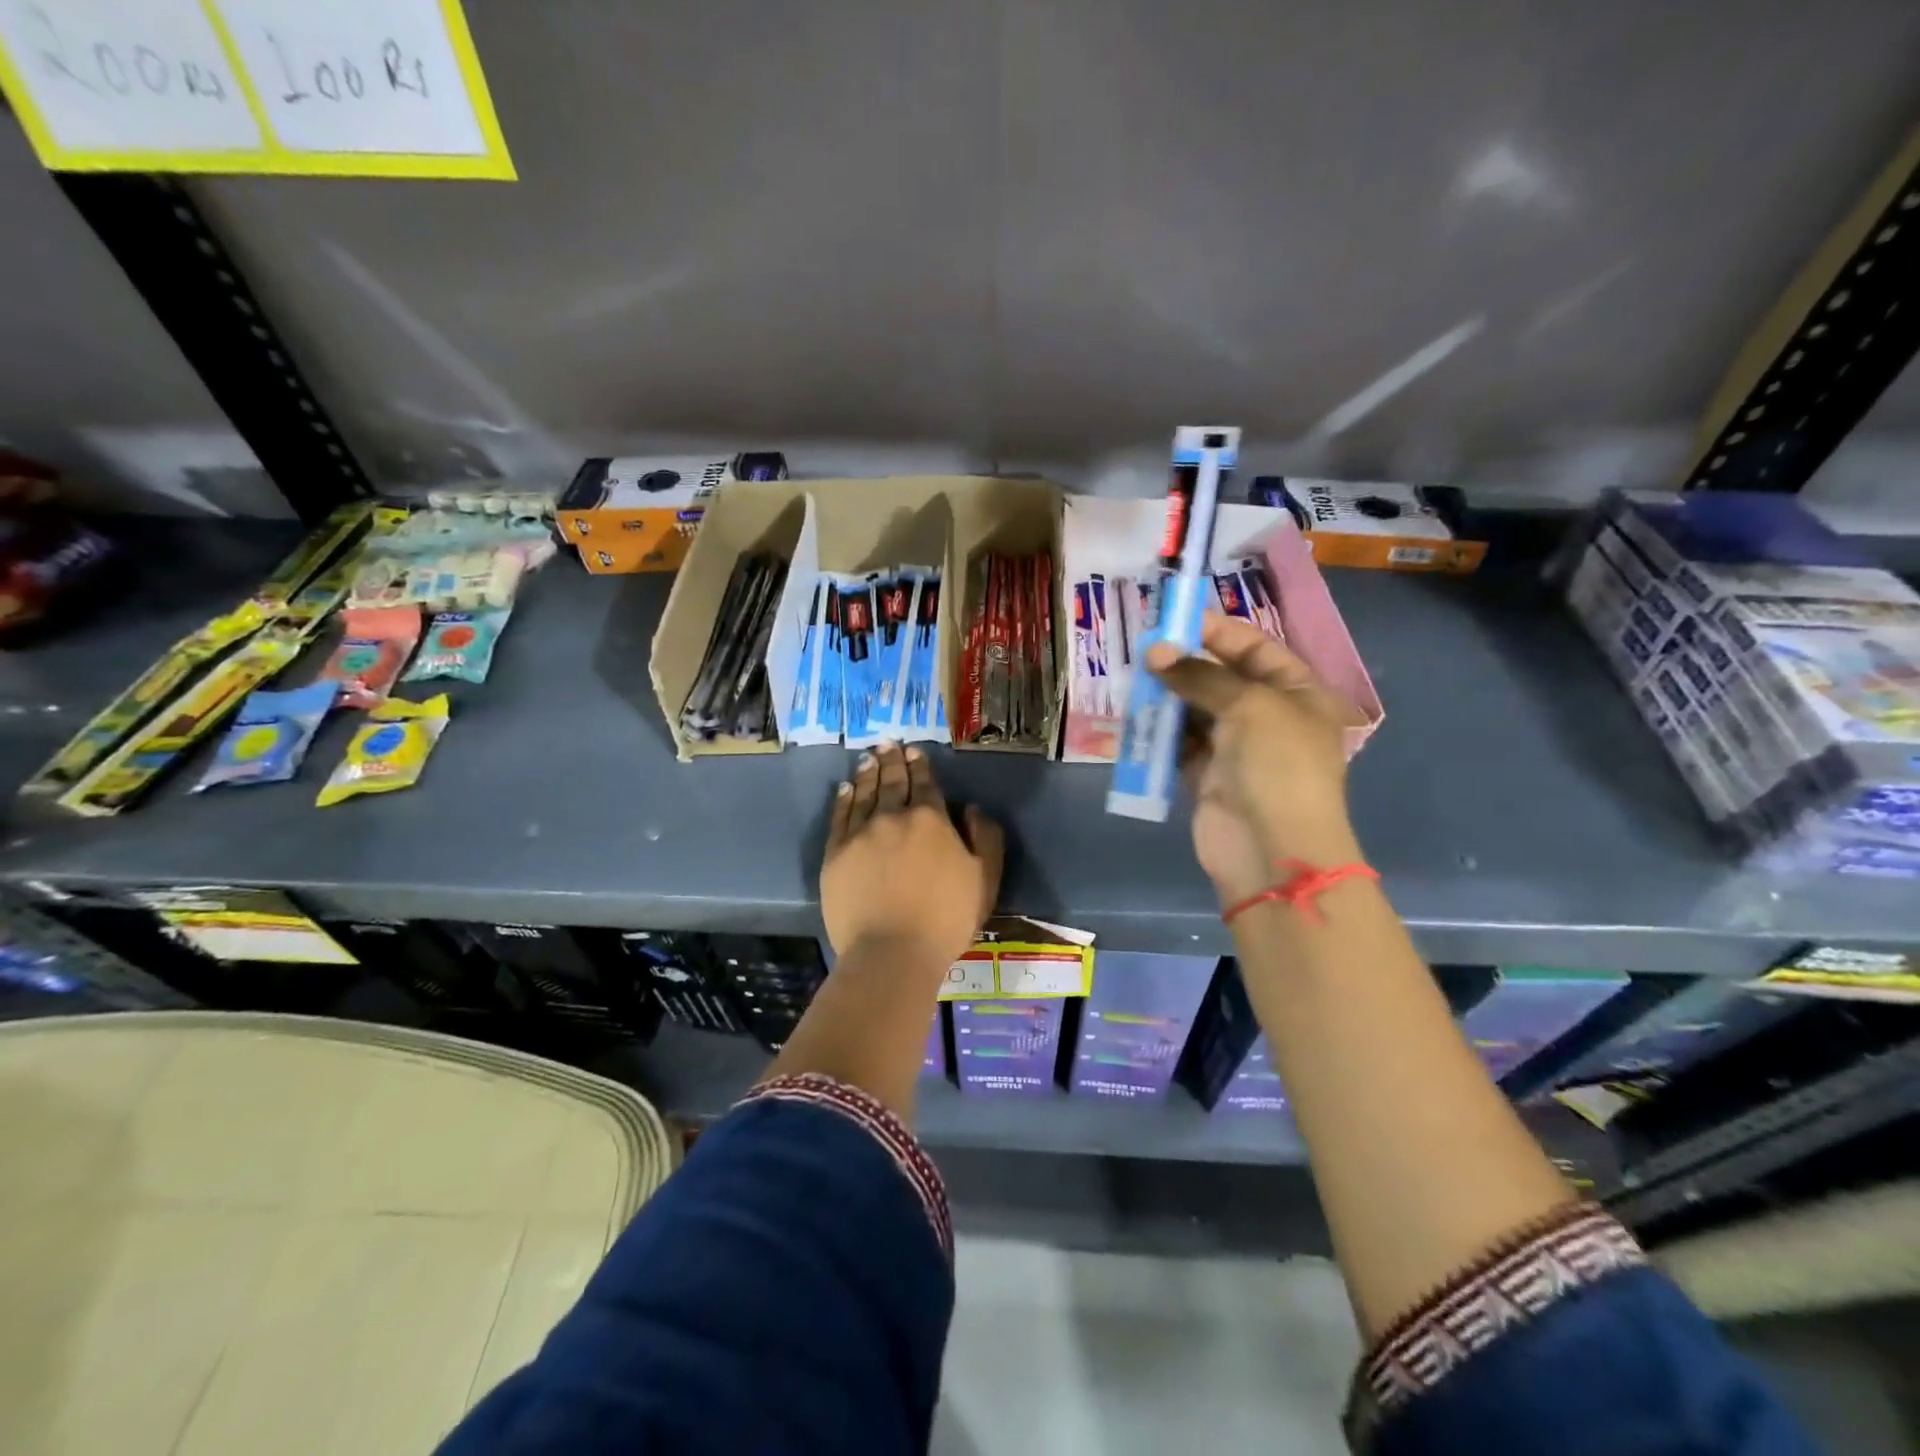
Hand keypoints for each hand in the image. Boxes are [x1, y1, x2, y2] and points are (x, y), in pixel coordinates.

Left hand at [821, 741, 1004, 963]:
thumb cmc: (946, 917)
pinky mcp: (835, 853)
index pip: (924, 784)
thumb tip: (971, 809)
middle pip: (892, 781)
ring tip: (869, 757)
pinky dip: (843, 799)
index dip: (920, 766)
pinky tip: (845, 788)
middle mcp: (893, 816)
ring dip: (868, 773)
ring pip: (864, 793)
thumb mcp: (986, 878)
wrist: (892, 951)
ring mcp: (860, 833)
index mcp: (930, 819)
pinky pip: (839, 817)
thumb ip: (985, 838)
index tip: (914, 752)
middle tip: (888, 743)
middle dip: (892, 760)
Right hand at [1146, 612, 1361, 904]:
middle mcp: (1268, 716)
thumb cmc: (1277, 765)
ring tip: (1135, 677)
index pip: (1256, 649)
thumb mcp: (1249, 705)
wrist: (1271, 849)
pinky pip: (1179, 743)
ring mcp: (1236, 748)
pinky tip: (1136, 714)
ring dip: (1168, 695)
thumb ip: (1199, 675)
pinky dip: (1159, 731)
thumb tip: (1154, 652)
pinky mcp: (1206, 776)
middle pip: (1222, 678)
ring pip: (1195, 710)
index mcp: (1297, 693)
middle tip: (1144, 649)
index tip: (1176, 620)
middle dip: (1185, 663)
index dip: (1218, 632)